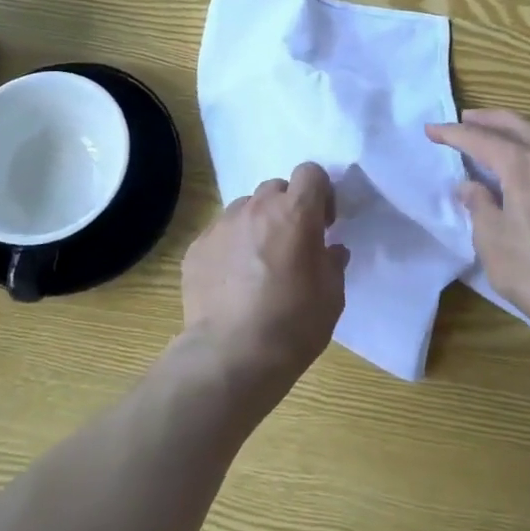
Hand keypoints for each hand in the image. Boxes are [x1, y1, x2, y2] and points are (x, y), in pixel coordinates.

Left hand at [181, 163, 349, 399]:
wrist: (231, 356)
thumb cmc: (293, 324)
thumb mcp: (331, 296)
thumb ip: (333, 263)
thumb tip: (331, 249)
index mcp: (295, 213)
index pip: (311, 173)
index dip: (320, 193)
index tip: (323, 223)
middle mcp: (256, 208)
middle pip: (275, 188)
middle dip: (287, 208)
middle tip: (291, 244)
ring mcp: (222, 225)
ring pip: (245, 209)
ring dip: (256, 226)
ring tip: (257, 265)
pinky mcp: (197, 247)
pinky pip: (220, 235)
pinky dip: (230, 248)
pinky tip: (232, 283)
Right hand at [426, 110, 529, 344]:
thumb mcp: (492, 239)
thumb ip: (479, 204)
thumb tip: (470, 186)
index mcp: (526, 166)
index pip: (483, 139)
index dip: (454, 134)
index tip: (431, 130)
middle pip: (519, 125)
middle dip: (489, 119)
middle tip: (465, 119)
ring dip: (516, 132)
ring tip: (495, 138)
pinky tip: (529, 168)